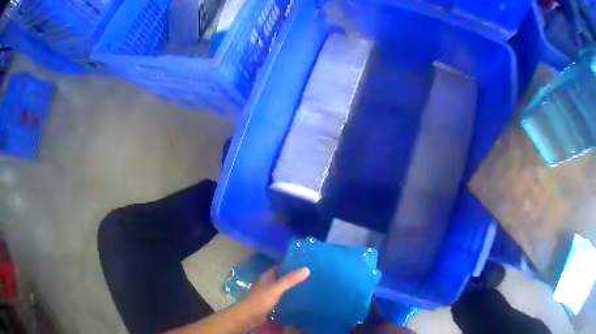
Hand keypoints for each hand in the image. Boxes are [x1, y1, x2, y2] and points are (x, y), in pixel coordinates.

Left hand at [237, 267, 309, 327]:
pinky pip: (281, 300)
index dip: (289, 265)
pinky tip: (299, 302)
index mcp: (266, 278)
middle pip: (281, 279)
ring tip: (307, 289)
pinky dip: (288, 300)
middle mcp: (267, 285)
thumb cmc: (259, 300)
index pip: (279, 268)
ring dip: (291, 290)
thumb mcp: (275, 288)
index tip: (304, 265)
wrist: (247, 317)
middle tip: (309, 278)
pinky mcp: (269, 306)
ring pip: (281, 290)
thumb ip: (289, 280)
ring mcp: (267, 296)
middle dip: (292, 278)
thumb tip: (306, 268)